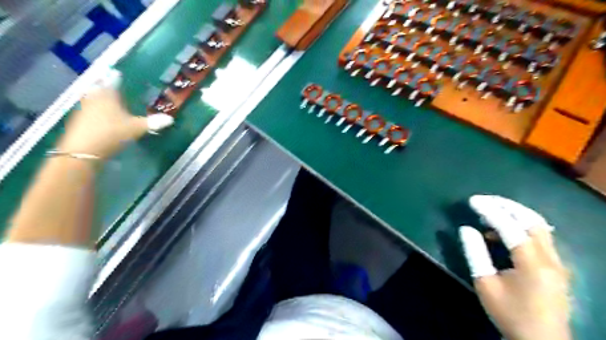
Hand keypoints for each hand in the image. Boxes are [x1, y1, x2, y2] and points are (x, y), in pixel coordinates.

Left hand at [56, 84, 171, 158]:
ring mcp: (83, 110)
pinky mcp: (78, 121)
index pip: (112, 82)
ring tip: (107, 99)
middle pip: (98, 88)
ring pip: (92, 99)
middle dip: (104, 86)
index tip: (117, 72)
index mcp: (108, 96)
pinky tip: (101, 116)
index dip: (115, 77)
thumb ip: (153, 122)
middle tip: (110, 85)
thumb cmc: (112, 133)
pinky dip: (95, 110)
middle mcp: (94, 99)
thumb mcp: (137, 128)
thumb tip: (171, 119)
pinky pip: (89, 111)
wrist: (84, 150)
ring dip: (99, 98)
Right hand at [463, 195, 571, 337]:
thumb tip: (466, 228)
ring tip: (490, 211)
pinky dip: (521, 226)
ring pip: (539, 226)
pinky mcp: (557, 266)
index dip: (490, 210)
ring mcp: (558, 262)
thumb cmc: (509, 313)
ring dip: (515, 214)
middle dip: (507, 205)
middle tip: (484, 200)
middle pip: (533, 220)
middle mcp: (551, 259)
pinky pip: (540, 236)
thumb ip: (475, 253)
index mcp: (533, 264)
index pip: (511, 227)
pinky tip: (502, 232)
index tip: (472, 200)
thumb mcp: (485, 284)